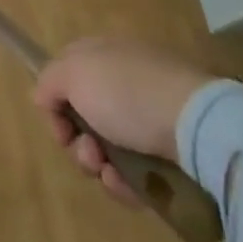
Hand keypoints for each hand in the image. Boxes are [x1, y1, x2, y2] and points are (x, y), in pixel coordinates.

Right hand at [32, 39, 214, 207]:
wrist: (198, 128)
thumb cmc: (126, 92)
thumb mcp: (72, 73)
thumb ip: (47, 82)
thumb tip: (44, 99)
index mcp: (103, 55)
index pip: (66, 75)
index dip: (54, 101)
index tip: (60, 124)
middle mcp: (124, 83)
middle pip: (84, 117)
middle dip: (77, 141)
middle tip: (87, 151)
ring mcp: (150, 119)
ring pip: (108, 148)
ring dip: (98, 165)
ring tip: (108, 172)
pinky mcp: (172, 155)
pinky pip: (136, 172)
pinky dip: (125, 182)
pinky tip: (128, 186)